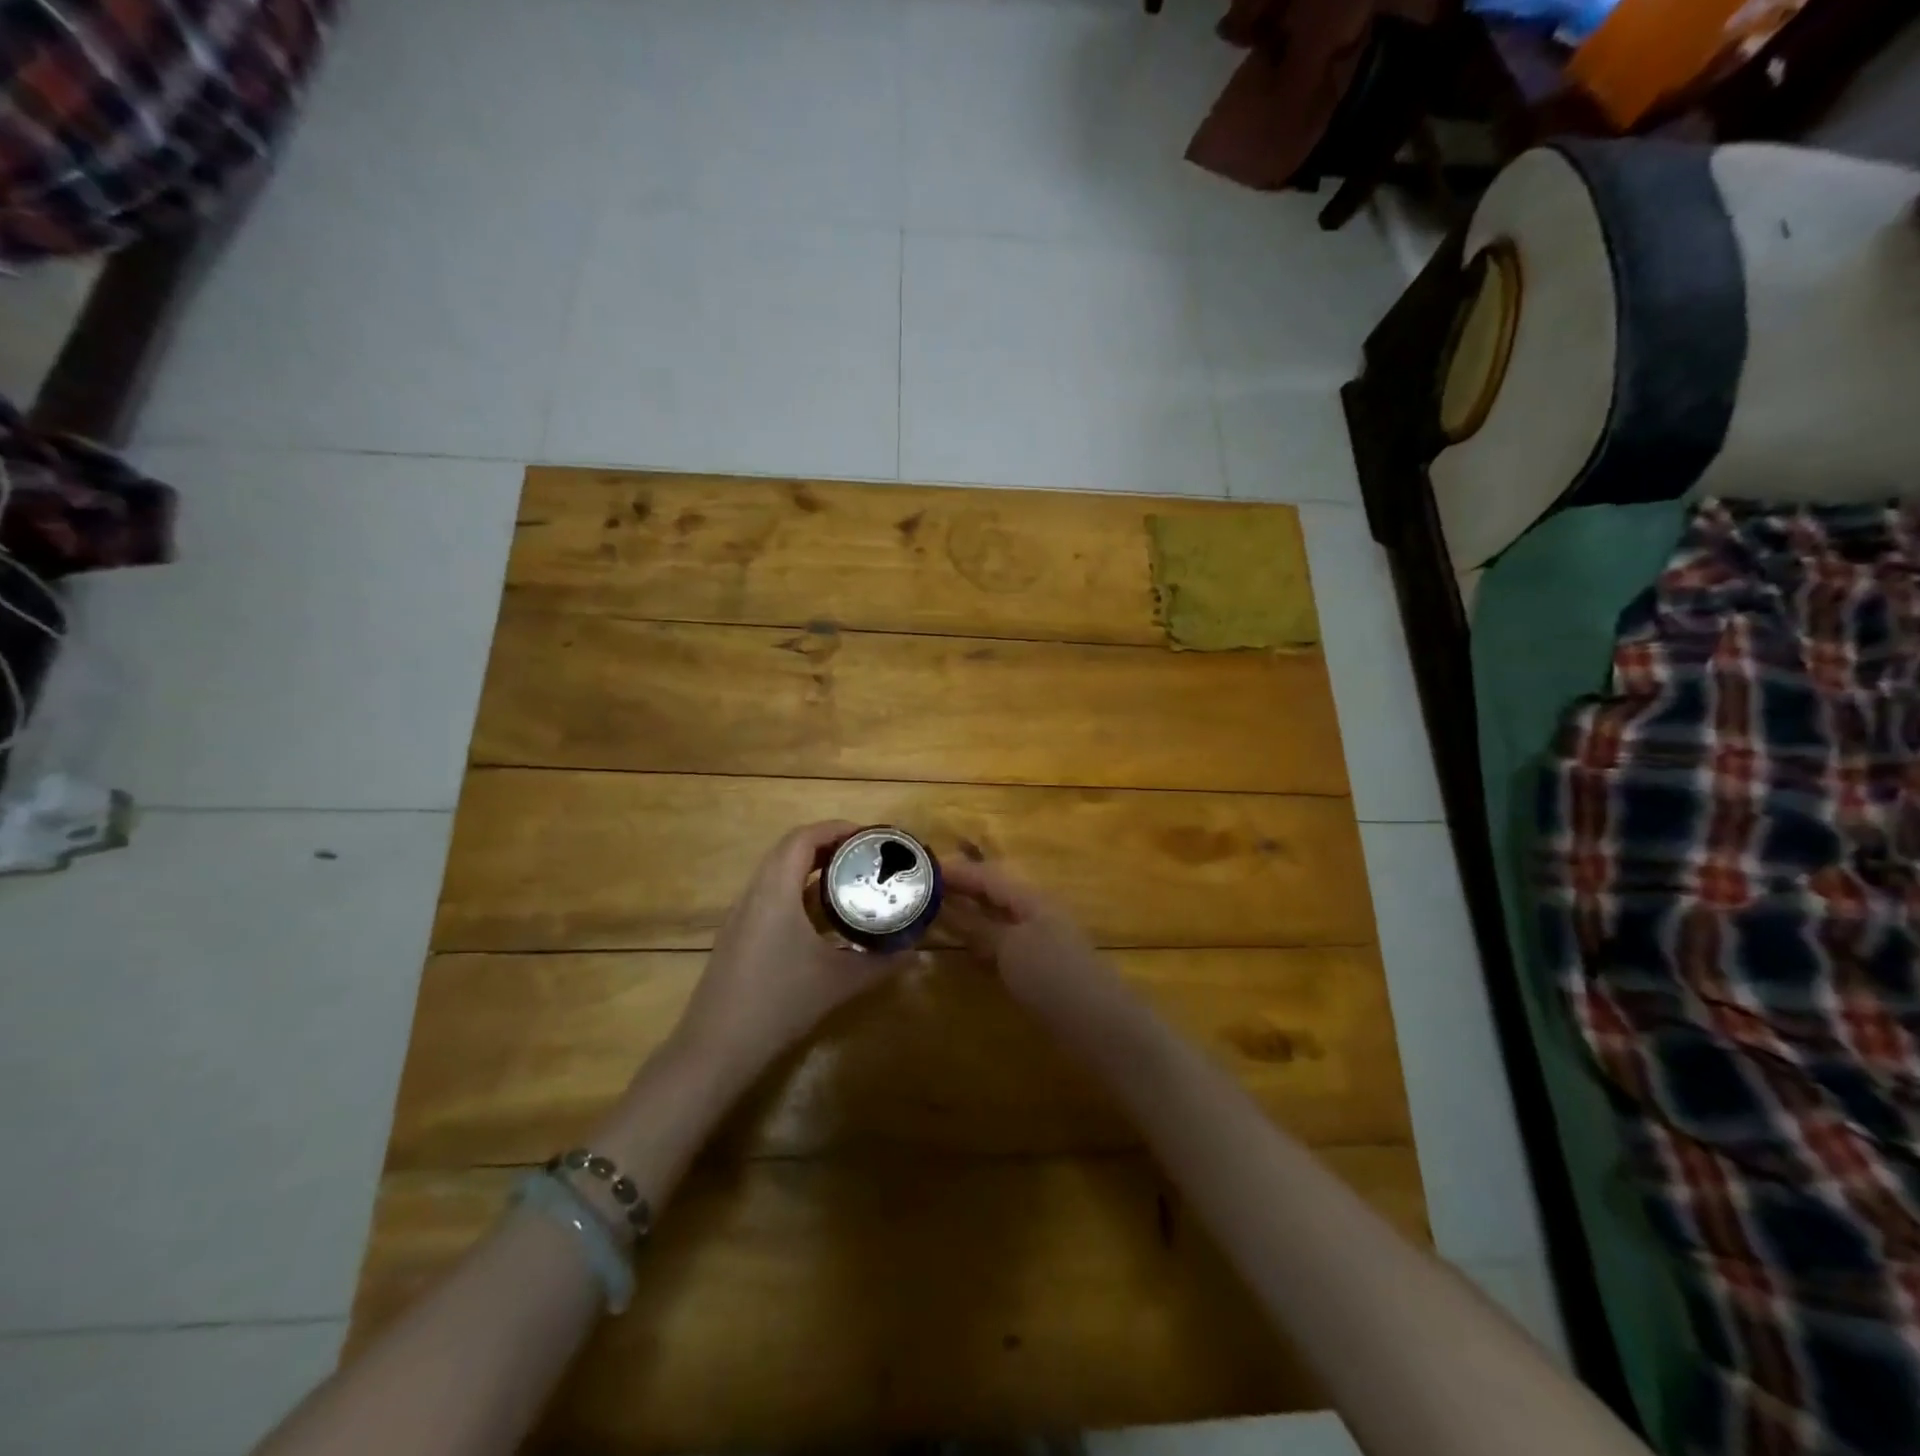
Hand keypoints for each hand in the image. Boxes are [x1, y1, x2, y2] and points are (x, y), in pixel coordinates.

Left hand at [671, 821, 909, 1085]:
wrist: (716, 1049)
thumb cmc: (779, 1004)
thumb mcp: (838, 982)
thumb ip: (879, 964)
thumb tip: (914, 954)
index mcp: (776, 891)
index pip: (802, 838)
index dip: (836, 828)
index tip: (868, 837)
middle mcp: (754, 894)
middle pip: (789, 849)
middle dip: (828, 844)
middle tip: (864, 856)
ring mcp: (741, 915)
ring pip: (776, 872)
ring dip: (811, 867)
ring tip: (848, 879)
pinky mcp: (737, 935)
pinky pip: (769, 895)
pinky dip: (797, 890)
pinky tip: (821, 918)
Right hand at [940, 857, 1106, 1013]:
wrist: (1097, 1023)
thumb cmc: (1053, 976)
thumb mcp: (1011, 948)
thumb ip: (980, 928)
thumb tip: (948, 910)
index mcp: (1032, 899)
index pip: (989, 876)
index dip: (958, 871)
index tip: (924, 868)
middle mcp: (1036, 912)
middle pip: (994, 893)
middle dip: (963, 889)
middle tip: (925, 889)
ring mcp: (1039, 940)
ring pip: (997, 918)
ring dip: (970, 914)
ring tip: (936, 913)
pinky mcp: (1039, 967)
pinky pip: (1003, 943)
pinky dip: (981, 940)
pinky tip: (966, 947)